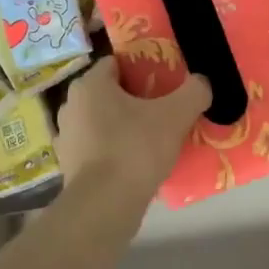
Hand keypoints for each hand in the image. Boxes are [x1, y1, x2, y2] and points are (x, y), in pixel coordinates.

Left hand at [57, 58, 211, 211]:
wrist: (104, 205)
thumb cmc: (135, 149)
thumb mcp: (176, 115)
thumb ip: (194, 92)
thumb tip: (203, 82)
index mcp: (90, 85)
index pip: (116, 64)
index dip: (142, 69)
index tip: (164, 83)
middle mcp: (71, 105)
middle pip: (109, 93)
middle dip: (134, 99)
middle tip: (163, 110)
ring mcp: (66, 137)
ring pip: (101, 121)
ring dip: (122, 126)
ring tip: (151, 139)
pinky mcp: (68, 166)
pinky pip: (97, 148)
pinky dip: (113, 151)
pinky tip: (135, 163)